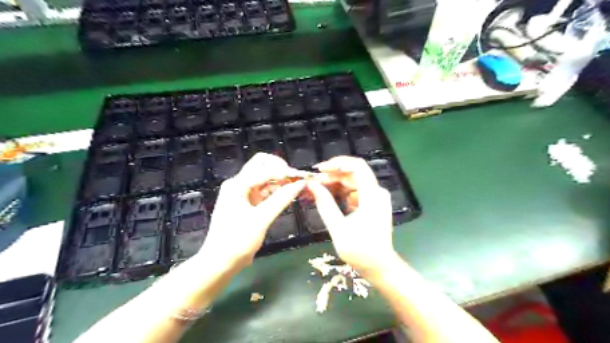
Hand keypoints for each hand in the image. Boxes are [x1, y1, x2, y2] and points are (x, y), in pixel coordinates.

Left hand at [199, 155, 303, 269]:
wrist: (220, 262)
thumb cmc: (237, 241)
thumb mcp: (261, 219)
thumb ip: (281, 199)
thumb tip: (300, 184)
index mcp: (238, 184)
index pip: (264, 168)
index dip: (284, 171)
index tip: (301, 179)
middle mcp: (239, 184)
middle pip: (262, 166)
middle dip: (280, 170)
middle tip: (296, 180)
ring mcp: (243, 193)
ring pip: (264, 178)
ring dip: (280, 181)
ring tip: (296, 188)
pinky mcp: (248, 203)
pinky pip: (264, 191)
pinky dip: (276, 192)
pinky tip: (287, 196)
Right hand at [308, 157, 398, 276]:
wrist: (379, 267)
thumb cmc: (360, 250)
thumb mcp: (338, 228)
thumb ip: (325, 204)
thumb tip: (312, 185)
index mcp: (372, 196)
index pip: (357, 167)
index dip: (337, 163)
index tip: (320, 169)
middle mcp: (377, 193)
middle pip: (353, 174)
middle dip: (332, 175)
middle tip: (313, 182)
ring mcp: (376, 198)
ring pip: (353, 182)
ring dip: (335, 184)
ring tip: (317, 189)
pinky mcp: (372, 204)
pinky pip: (355, 191)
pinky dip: (341, 192)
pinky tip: (328, 197)